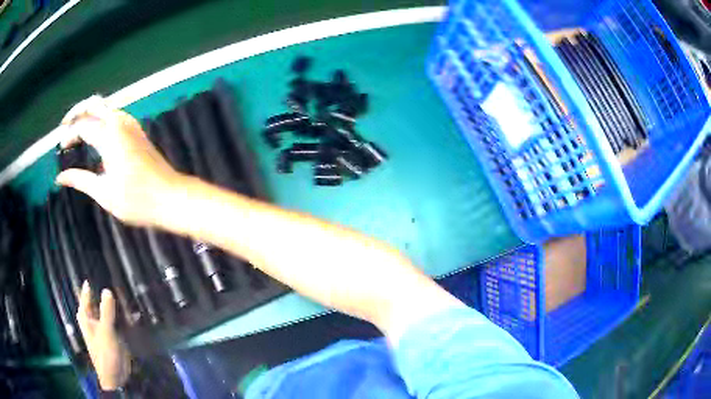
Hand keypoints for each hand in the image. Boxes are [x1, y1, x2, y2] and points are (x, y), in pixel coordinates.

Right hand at [56, 95, 182, 226]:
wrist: (170, 196)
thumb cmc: (137, 200)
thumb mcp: (103, 193)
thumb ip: (80, 180)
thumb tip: (60, 177)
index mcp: (109, 136)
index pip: (82, 126)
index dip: (69, 136)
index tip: (61, 149)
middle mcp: (120, 122)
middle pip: (94, 103)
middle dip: (77, 111)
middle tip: (64, 127)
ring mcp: (131, 124)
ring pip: (106, 106)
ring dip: (89, 113)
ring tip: (76, 130)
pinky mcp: (137, 129)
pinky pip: (114, 114)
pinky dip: (101, 117)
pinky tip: (95, 133)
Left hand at [77, 281, 131, 390]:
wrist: (116, 377)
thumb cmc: (104, 354)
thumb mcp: (105, 332)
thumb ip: (106, 311)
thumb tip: (107, 289)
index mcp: (86, 317)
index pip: (86, 294)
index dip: (90, 283)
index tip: (96, 266)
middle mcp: (93, 319)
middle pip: (97, 301)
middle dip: (104, 291)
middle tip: (113, 273)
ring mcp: (104, 326)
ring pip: (108, 309)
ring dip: (114, 302)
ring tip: (124, 287)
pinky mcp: (115, 334)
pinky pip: (117, 319)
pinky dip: (122, 314)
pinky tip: (131, 308)